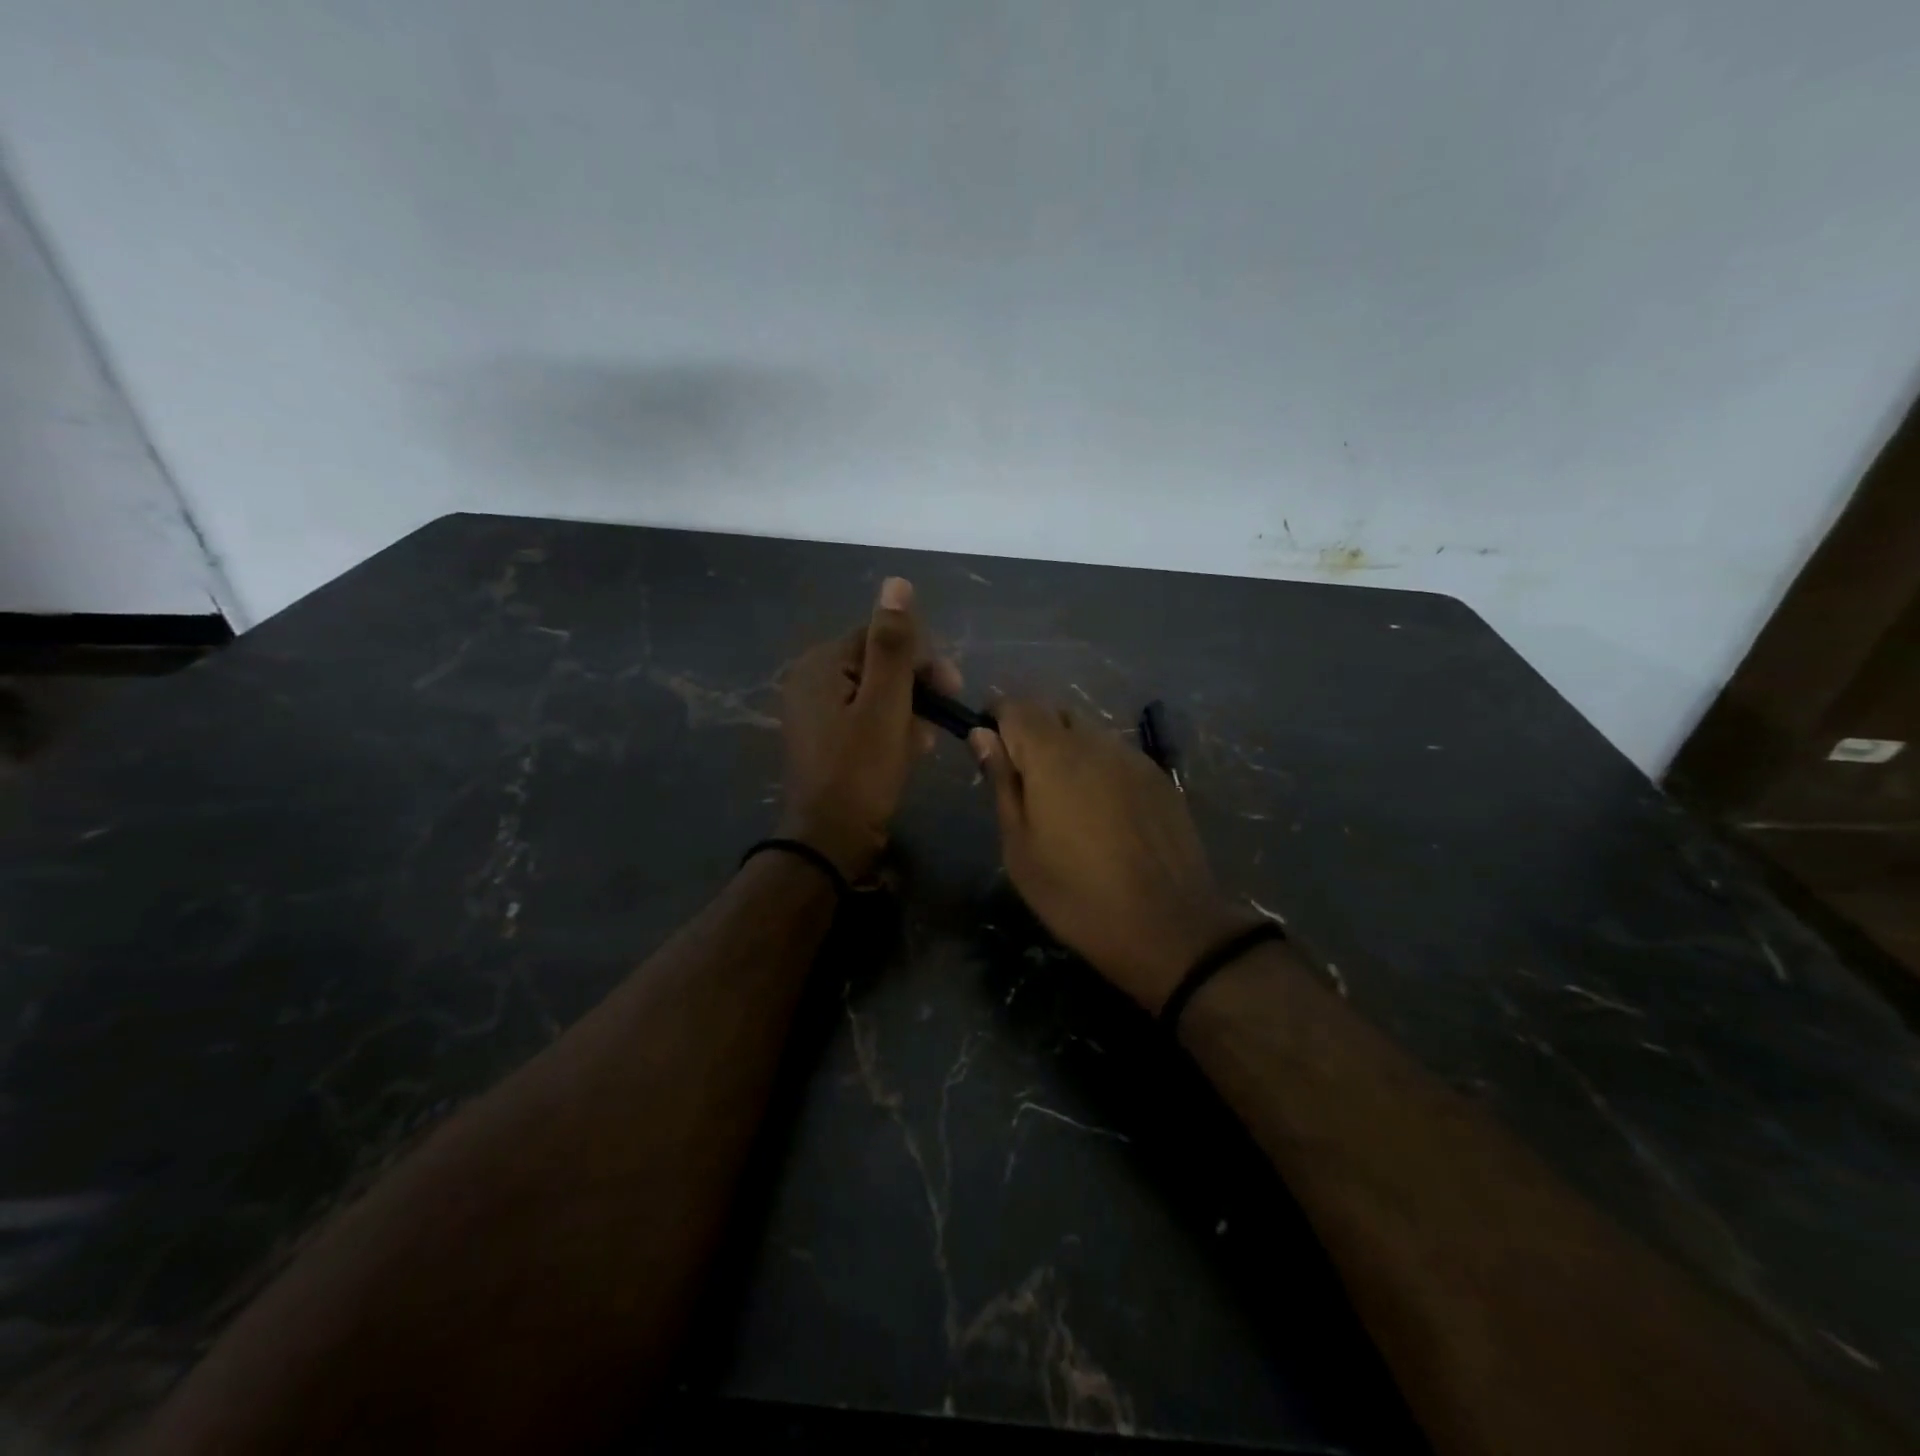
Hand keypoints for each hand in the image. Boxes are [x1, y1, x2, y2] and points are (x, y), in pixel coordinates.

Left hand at [778, 577, 960, 880]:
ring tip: (923, 743)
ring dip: (908, 712)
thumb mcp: (886, 704)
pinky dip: (891, 730)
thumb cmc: (862, 770)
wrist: (831, 839)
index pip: (880, 636)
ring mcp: (815, 711)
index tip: (950, 688)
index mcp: (821, 664)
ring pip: (876, 694)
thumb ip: (893, 645)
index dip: (919, 659)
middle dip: (915, 690)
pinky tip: (909, 752)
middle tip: (941, 720)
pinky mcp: (825, 738)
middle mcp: (811, 680)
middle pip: (878, 664)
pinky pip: (865, 718)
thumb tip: (896, 583)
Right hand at [972, 702, 1256, 1010]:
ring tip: (1064, 802)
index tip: (988, 749)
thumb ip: (1002, 783)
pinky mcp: (1160, 778)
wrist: (1168, 928)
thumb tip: (982, 736)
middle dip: (1032, 732)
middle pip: (1055, 712)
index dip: (996, 719)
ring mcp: (1134, 757)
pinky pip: (1117, 754)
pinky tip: (1102, 813)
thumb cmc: (1076, 895)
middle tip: (1024, 783)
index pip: (1017, 706)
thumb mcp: (1020, 847)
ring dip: (1066, 750)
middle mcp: (1096, 742)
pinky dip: (1098, 767)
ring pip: (1088, 732)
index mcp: (1054, 756)